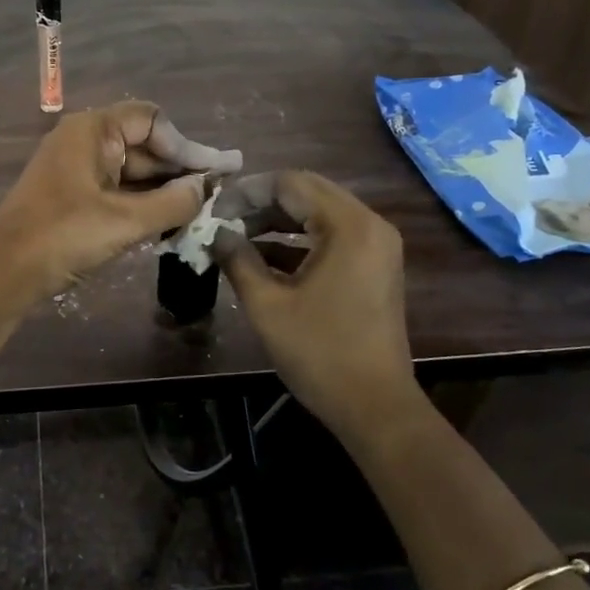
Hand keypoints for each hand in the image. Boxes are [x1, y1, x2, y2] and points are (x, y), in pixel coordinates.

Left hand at [0, 101, 242, 300]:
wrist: (3, 272)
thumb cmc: (63, 235)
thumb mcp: (125, 220)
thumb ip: (173, 202)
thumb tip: (206, 188)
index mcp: (93, 130)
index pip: (152, 120)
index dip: (186, 145)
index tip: (215, 173)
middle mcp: (84, 141)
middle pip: (143, 145)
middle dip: (179, 170)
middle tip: (219, 194)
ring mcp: (76, 169)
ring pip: (131, 171)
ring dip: (163, 190)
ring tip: (201, 212)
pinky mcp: (71, 197)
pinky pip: (116, 191)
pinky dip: (142, 204)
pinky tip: (168, 223)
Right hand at [211, 171, 418, 440]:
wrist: (375, 406)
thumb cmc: (320, 353)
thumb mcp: (267, 305)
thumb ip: (238, 259)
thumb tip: (216, 233)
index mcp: (348, 226)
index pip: (290, 183)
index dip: (246, 192)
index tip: (213, 210)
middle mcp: (369, 224)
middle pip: (307, 192)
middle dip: (260, 202)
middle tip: (222, 220)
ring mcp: (376, 245)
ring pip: (318, 213)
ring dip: (277, 220)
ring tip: (235, 235)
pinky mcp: (374, 265)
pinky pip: (331, 236)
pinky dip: (297, 241)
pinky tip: (261, 256)